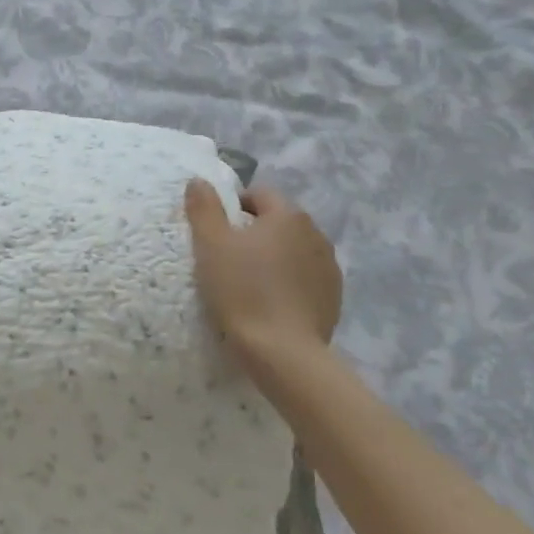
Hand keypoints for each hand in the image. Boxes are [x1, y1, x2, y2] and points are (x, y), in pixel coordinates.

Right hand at [184, 180, 341, 373]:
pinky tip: (270, 302)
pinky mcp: (333, 298)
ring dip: (274, 257)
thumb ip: (204, 207)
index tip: (215, 230)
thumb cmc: (242, 290)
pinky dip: (289, 282)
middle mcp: (316, 234)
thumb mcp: (210, 245)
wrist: (282, 353)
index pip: (260, 194)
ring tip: (249, 281)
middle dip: (255, 231)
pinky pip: (305, 278)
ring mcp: (329, 268)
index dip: (234, 206)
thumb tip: (199, 181)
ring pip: (293, 250)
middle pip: (279, 222)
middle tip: (227, 255)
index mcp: (288, 216)